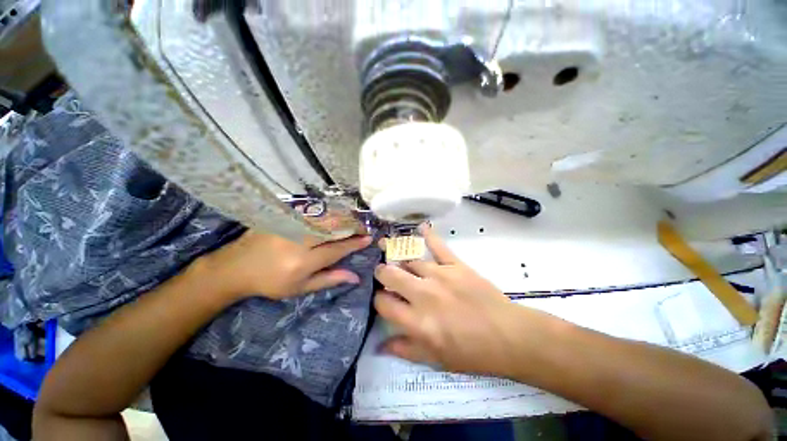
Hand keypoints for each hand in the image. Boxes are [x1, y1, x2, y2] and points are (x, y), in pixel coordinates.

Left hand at [198, 231, 371, 299]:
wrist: (235, 267)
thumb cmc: (270, 283)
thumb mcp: (300, 288)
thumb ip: (329, 279)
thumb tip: (355, 277)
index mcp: (303, 262)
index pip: (337, 249)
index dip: (355, 243)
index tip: (368, 239)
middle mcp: (298, 240)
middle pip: (333, 227)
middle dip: (352, 225)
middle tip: (363, 228)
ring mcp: (289, 225)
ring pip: (324, 217)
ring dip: (342, 218)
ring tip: (353, 221)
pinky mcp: (282, 216)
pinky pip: (311, 212)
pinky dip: (326, 214)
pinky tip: (333, 216)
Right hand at [374, 224, 537, 376]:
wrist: (508, 336)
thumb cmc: (472, 352)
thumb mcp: (436, 359)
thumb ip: (406, 350)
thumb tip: (379, 345)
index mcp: (417, 321)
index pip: (383, 303)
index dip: (378, 299)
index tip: (382, 298)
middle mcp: (424, 294)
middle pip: (390, 274)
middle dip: (382, 273)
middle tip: (385, 274)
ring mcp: (440, 275)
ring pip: (410, 260)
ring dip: (402, 261)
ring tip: (400, 260)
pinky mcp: (456, 265)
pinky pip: (438, 246)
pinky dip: (428, 235)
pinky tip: (420, 227)